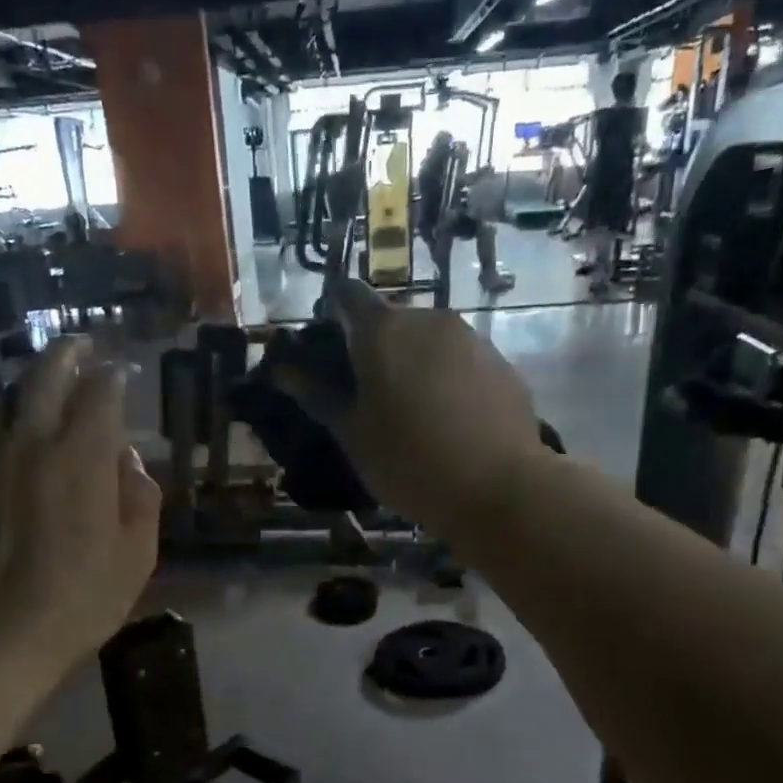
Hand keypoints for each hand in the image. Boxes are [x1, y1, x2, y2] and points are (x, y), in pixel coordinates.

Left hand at [0, 337, 160, 670]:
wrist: (2, 634)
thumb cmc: (84, 597)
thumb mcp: (138, 552)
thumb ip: (140, 494)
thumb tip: (126, 458)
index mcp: (81, 458)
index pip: (100, 393)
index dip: (114, 377)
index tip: (123, 372)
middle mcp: (31, 442)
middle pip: (47, 376)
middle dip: (69, 355)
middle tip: (83, 346)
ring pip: (9, 397)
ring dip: (33, 381)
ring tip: (49, 379)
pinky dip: (1, 415)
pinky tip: (8, 423)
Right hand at [277, 279, 542, 534]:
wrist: (498, 488)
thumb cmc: (408, 462)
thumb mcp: (352, 433)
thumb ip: (316, 393)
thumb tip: (282, 367)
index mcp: (383, 330)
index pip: (346, 294)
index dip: (331, 313)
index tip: (326, 348)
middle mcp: (429, 318)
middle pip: (389, 319)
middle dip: (372, 347)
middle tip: (365, 395)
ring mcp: (471, 338)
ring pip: (427, 340)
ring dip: (411, 362)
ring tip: (409, 412)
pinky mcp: (500, 363)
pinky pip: (459, 360)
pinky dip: (444, 378)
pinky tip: (447, 420)